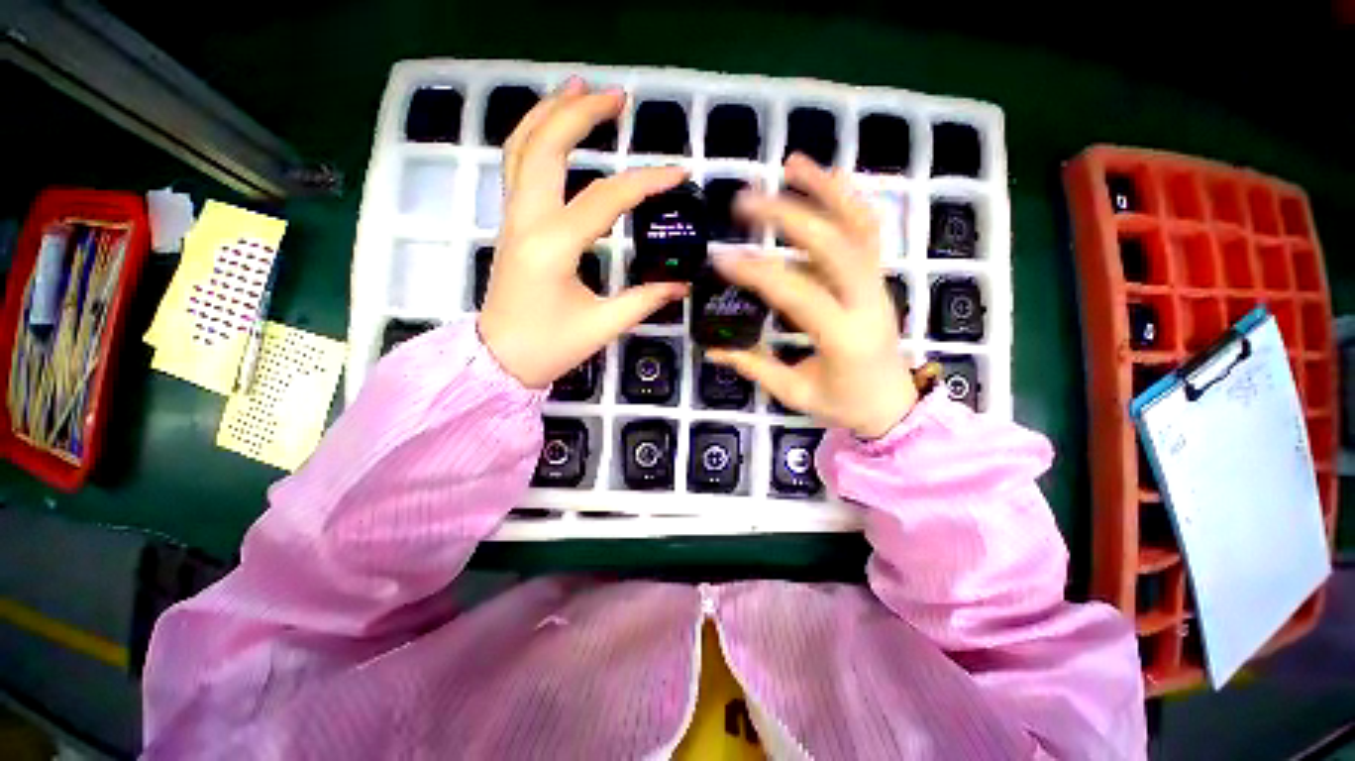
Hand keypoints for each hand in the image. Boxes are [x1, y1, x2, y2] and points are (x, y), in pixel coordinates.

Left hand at [478, 79, 687, 388]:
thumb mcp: (603, 325)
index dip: (646, 182)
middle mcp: (527, 220)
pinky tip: (553, 128)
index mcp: (553, 246)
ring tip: (580, 88)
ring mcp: (512, 218)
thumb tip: (682, 285)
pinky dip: (534, 137)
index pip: (605, 198)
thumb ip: (645, 300)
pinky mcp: (511, 224)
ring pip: (522, 148)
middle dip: (581, 113)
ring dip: (549, 112)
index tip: (679, 174)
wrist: (498, 360)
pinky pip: (517, 167)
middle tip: (618, 96)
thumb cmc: (549, 347)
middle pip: (546, 146)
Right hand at [708, 154, 917, 438]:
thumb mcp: (795, 394)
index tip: (721, 259)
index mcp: (843, 337)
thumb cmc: (844, 404)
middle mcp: (866, 302)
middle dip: (788, 216)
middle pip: (832, 245)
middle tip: (745, 201)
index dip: (758, 273)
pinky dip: (849, 199)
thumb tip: (714, 348)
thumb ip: (755, 366)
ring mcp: (876, 285)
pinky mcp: (877, 278)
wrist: (893, 404)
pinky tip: (827, 177)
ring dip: (826, 190)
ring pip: (858, 226)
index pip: (798, 293)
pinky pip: (868, 232)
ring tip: (792, 163)